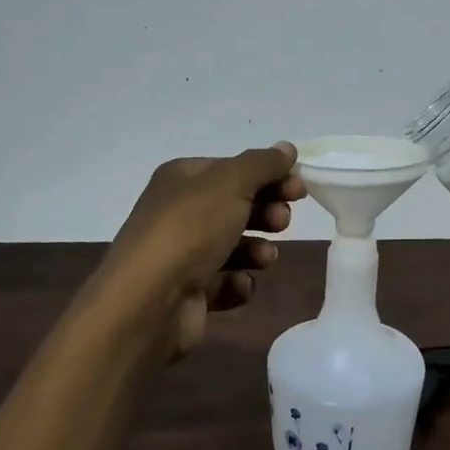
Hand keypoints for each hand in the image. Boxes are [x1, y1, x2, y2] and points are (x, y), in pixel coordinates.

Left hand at [100, 143, 306, 354]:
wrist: (149, 301)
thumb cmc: (191, 229)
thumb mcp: (231, 183)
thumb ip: (263, 164)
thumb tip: (287, 148)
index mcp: (183, 178)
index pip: (234, 169)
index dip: (269, 176)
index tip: (299, 189)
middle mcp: (180, 212)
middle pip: (236, 206)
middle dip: (266, 212)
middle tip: (282, 222)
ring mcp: (183, 254)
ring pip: (234, 245)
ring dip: (257, 249)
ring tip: (265, 258)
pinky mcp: (189, 292)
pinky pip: (225, 282)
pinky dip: (238, 283)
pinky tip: (240, 284)